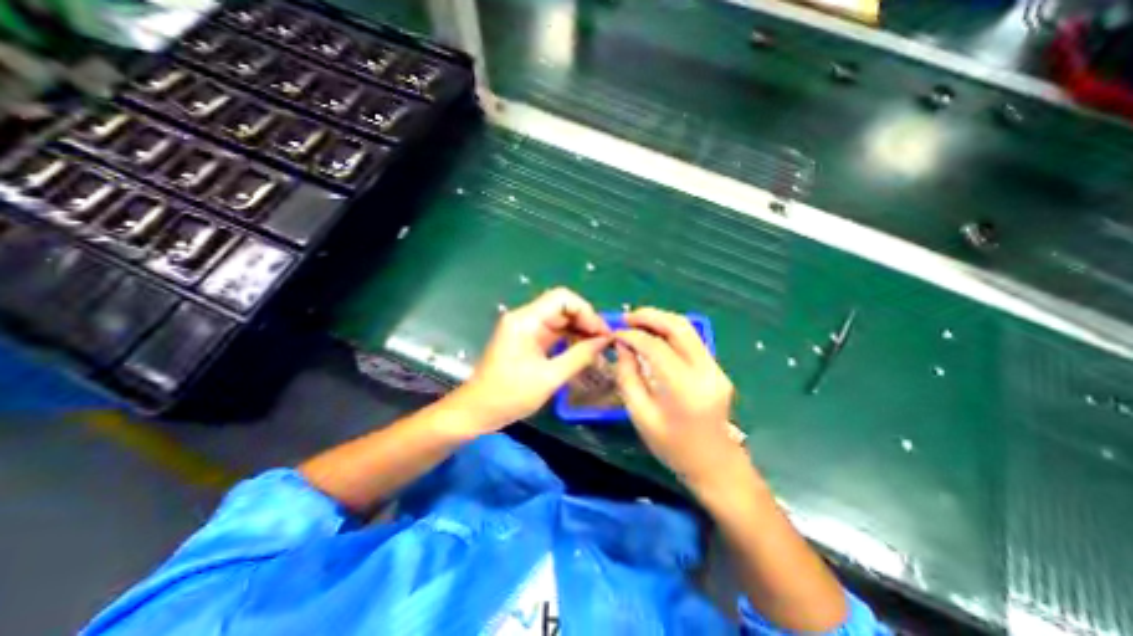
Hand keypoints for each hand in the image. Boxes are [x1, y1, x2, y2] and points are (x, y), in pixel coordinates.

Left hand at [451, 286, 611, 432]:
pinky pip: (554, 331)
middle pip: (562, 307)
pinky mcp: (528, 340)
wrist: (477, 411)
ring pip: (560, 319)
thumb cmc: (509, 395)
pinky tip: (584, 349)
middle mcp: (525, 318)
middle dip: (586, 320)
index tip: (601, 332)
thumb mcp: (549, 378)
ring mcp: (526, 328)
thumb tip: (604, 341)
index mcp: (525, 320)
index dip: (586, 311)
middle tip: (605, 341)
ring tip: (599, 346)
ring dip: (580, 329)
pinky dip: (570, 338)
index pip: (562, 298)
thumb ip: (579, 356)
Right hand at [616, 308, 739, 485]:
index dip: (632, 336)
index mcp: (684, 388)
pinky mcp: (717, 369)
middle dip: (650, 316)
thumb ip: (628, 376)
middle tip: (627, 317)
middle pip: (678, 327)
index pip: (656, 347)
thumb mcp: (640, 415)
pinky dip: (670, 332)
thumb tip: (622, 346)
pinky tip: (654, 335)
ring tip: (637, 322)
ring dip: (660, 320)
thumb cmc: (672, 447)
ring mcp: (715, 368)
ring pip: (688, 329)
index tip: (615, 334)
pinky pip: (692, 340)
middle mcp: (705, 372)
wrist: (715, 465)